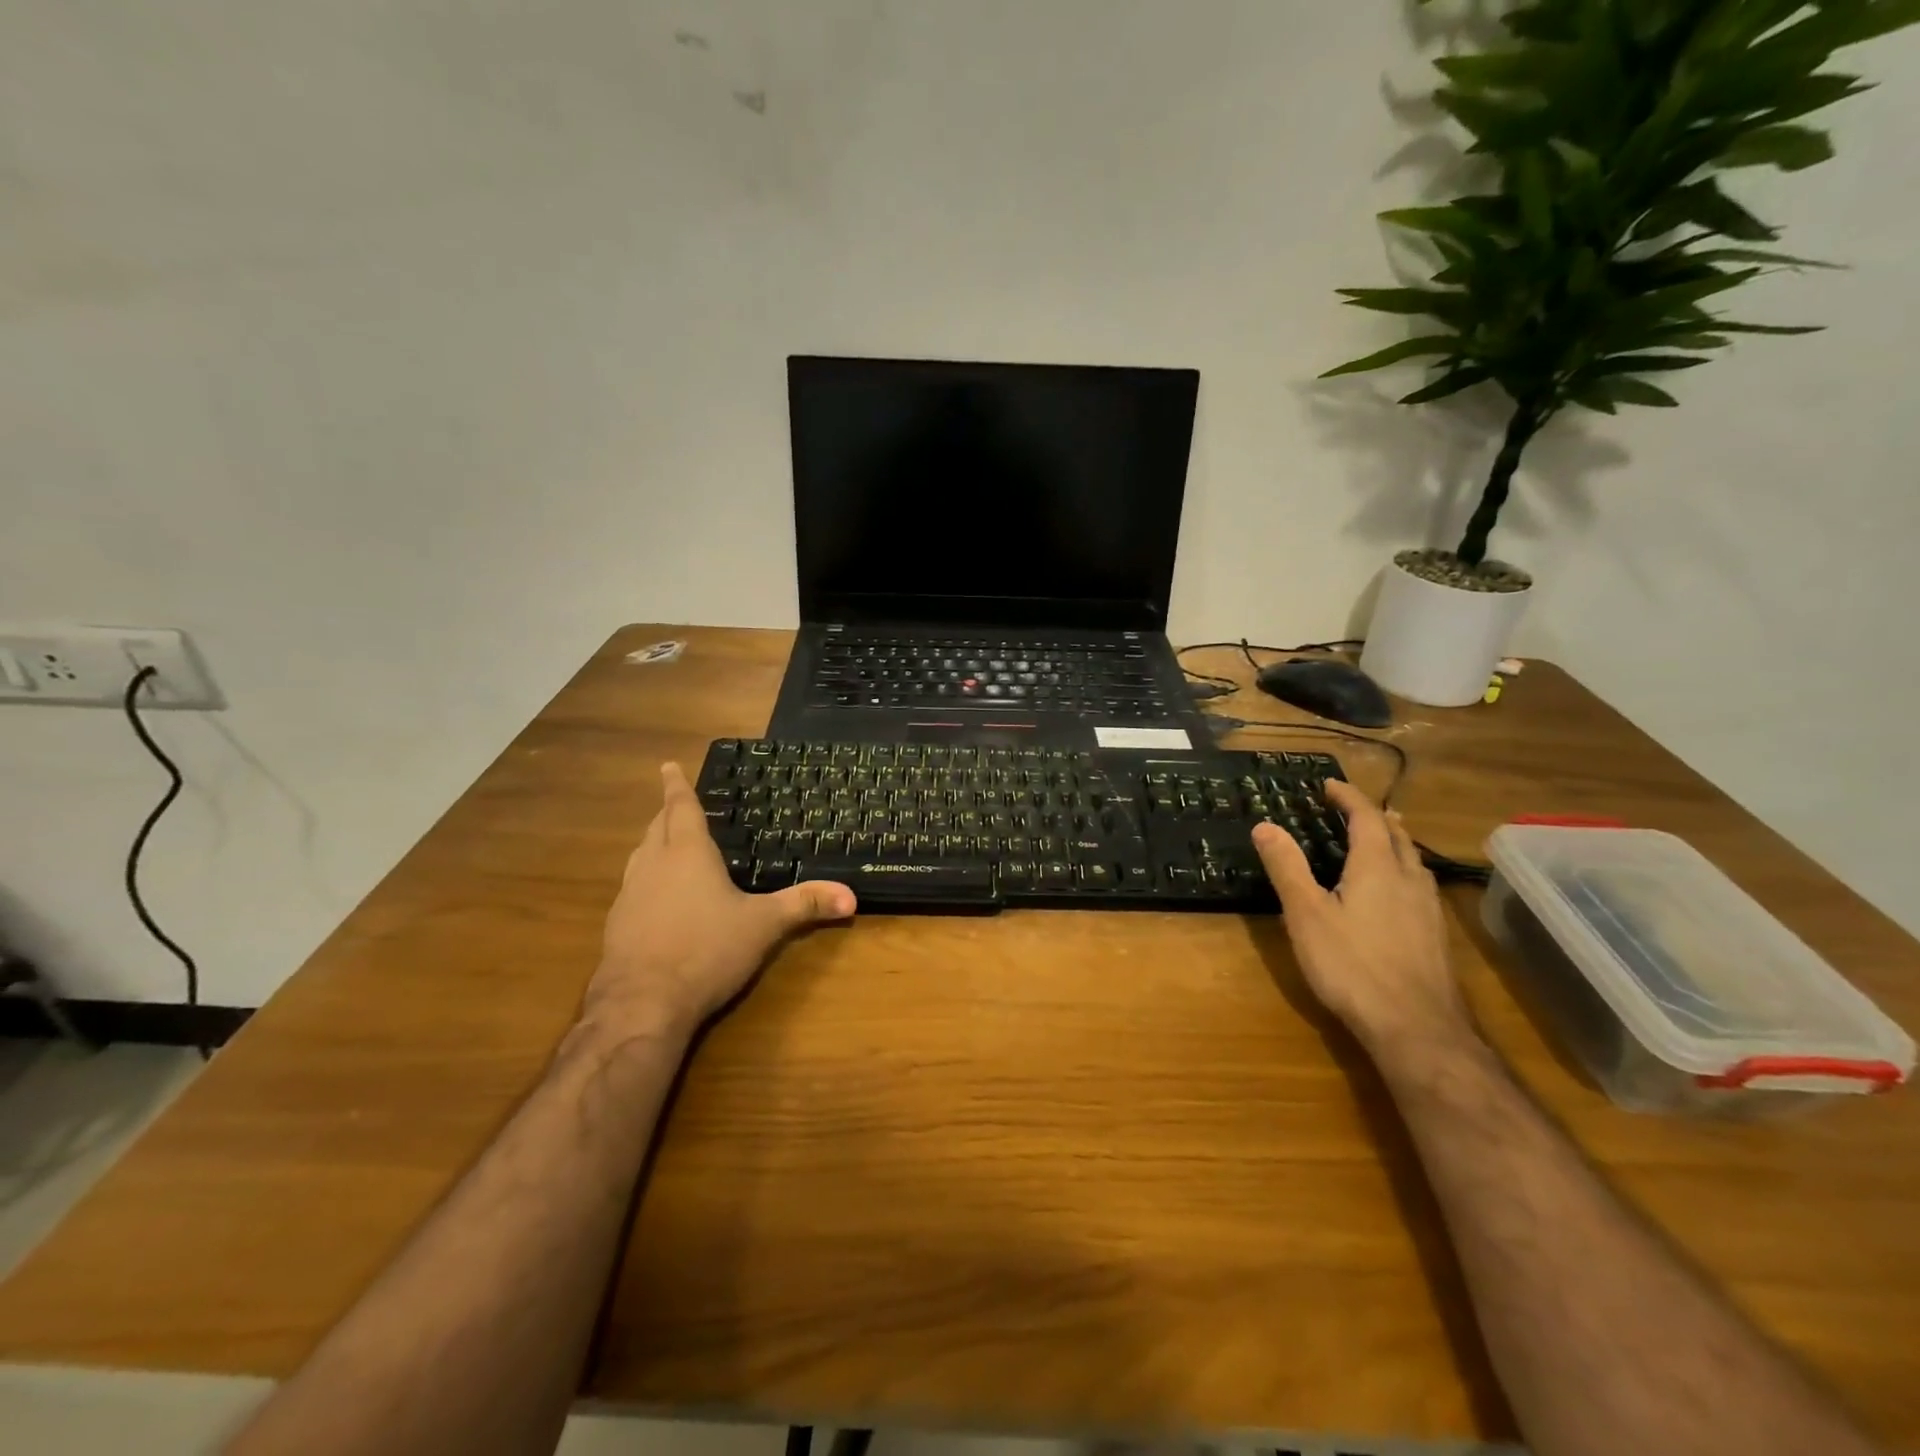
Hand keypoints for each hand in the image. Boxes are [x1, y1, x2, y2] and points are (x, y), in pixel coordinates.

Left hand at [584, 763, 856, 1042]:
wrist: (642, 1003)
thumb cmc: (707, 950)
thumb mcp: (764, 925)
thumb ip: (805, 905)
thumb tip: (852, 895)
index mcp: (688, 854)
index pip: (681, 808)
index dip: (676, 785)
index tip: (667, 765)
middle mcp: (654, 866)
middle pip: (656, 828)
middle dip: (666, 813)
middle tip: (673, 803)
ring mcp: (630, 896)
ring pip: (640, 857)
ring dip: (652, 844)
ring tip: (664, 843)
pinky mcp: (617, 925)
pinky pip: (632, 888)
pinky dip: (646, 880)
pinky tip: (656, 899)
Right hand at [1251, 781, 1474, 1061]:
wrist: (1416, 1027)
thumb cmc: (1352, 965)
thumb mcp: (1306, 914)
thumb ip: (1287, 867)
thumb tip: (1264, 825)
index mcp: (1378, 867)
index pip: (1366, 818)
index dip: (1348, 798)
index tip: (1329, 785)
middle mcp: (1409, 880)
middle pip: (1398, 836)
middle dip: (1375, 817)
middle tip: (1354, 809)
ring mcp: (1429, 910)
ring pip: (1414, 862)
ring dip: (1395, 843)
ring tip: (1380, 841)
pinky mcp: (1435, 937)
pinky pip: (1420, 887)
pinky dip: (1403, 871)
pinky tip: (1396, 894)